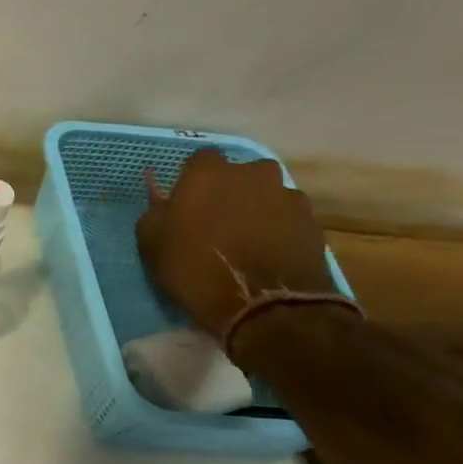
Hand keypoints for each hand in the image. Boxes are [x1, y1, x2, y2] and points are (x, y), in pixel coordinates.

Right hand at [135, 150, 336, 356]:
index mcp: (208, 173)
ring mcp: (286, 193)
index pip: (199, 160)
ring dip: (254, 208)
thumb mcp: (152, 244)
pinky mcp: (310, 218)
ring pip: (265, 193)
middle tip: (215, 221)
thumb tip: (162, 200)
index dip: (192, 181)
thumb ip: (156, 213)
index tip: (185, 203)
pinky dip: (276, 227)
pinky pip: (286, 215)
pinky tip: (266, 252)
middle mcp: (251, 172)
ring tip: (244, 240)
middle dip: (228, 191)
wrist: (262, 303)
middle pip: (237, 174)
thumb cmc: (194, 269)